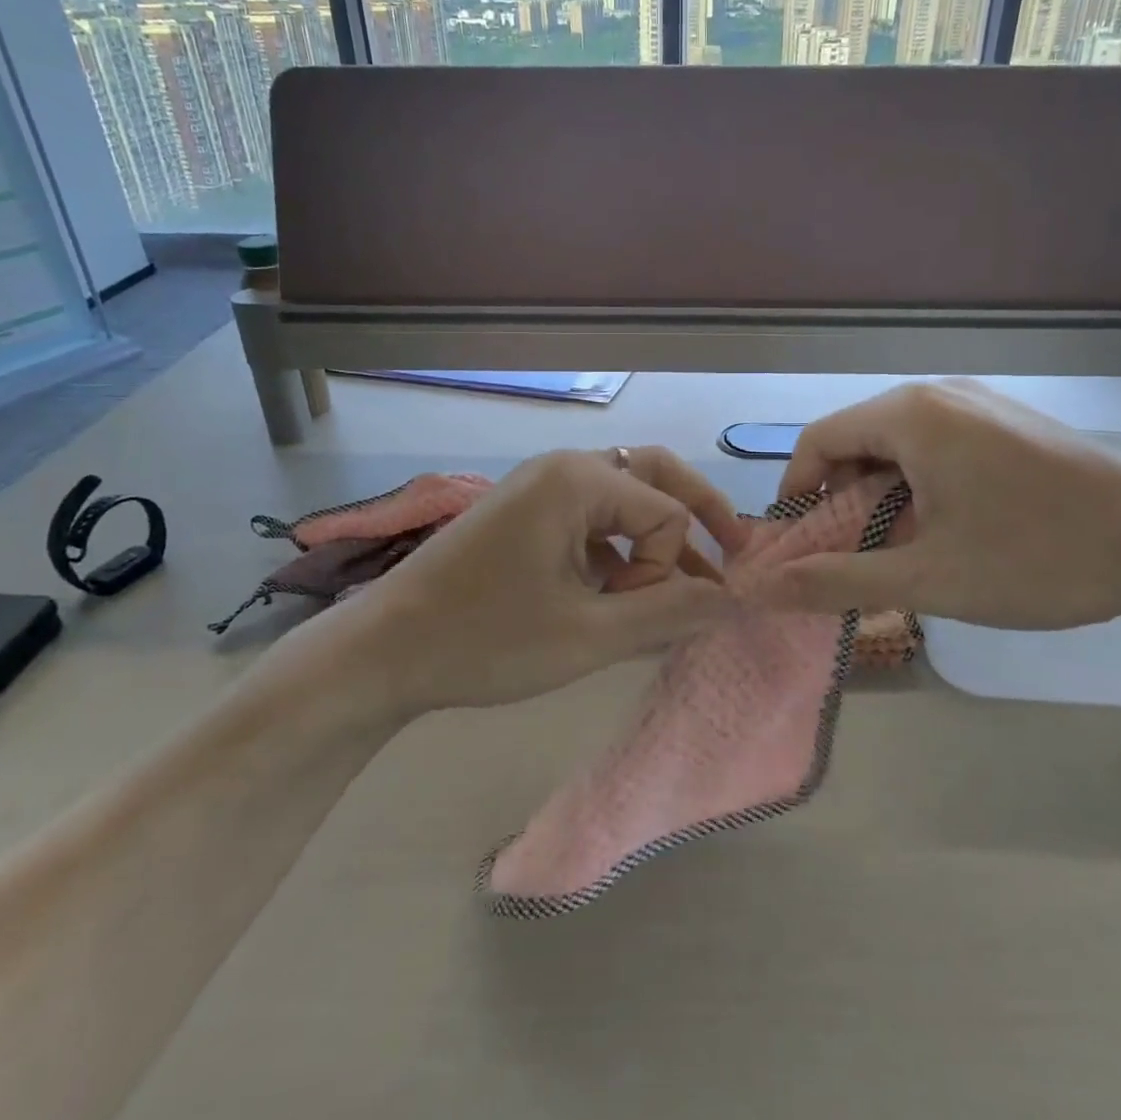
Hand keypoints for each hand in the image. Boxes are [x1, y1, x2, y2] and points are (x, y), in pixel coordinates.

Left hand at [351, 447, 741, 712]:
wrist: (384, 652)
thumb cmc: (486, 640)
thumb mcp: (590, 635)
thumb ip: (669, 613)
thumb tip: (736, 600)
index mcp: (578, 479)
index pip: (666, 513)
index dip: (669, 569)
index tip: (637, 616)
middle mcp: (564, 467)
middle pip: (655, 476)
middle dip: (698, 514)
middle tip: (735, 551)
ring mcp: (540, 488)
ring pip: (624, 498)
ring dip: (655, 537)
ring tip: (679, 585)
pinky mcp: (525, 513)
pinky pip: (590, 518)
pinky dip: (618, 549)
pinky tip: (620, 594)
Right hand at [750, 380, 1120, 630]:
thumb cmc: (1037, 557)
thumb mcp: (928, 578)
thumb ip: (837, 580)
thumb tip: (764, 587)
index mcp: (909, 416)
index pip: (818, 439)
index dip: (797, 491)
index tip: (801, 544)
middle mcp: (938, 394)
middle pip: (857, 439)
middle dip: (842, 498)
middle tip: (854, 555)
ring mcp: (978, 403)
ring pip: (898, 443)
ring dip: (882, 493)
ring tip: (903, 547)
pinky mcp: (1007, 420)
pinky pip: (937, 443)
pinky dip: (920, 482)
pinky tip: (949, 526)